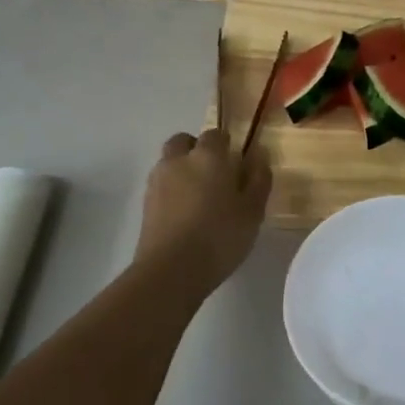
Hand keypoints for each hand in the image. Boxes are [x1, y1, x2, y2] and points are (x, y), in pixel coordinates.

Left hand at [137, 128, 270, 289]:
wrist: (171, 270)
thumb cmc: (220, 236)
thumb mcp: (253, 211)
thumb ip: (258, 180)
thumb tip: (259, 155)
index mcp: (208, 157)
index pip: (215, 134)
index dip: (226, 145)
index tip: (237, 163)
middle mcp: (178, 161)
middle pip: (184, 142)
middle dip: (197, 150)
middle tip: (215, 175)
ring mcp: (157, 181)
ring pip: (169, 163)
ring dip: (182, 170)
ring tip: (200, 198)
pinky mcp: (145, 204)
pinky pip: (161, 186)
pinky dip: (172, 191)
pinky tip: (186, 215)